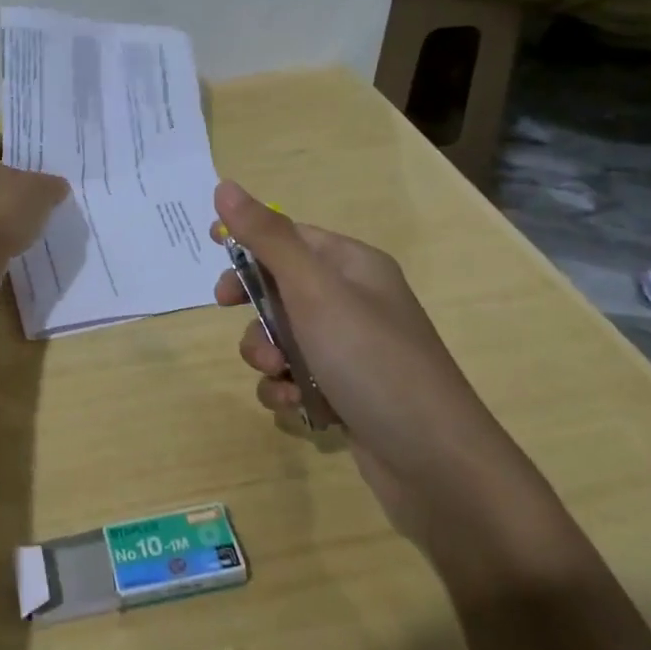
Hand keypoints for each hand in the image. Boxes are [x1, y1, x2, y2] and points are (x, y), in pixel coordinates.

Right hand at [212, 182, 529, 547]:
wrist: (437, 464)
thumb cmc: (372, 360)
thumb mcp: (314, 290)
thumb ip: (267, 238)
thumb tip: (224, 185)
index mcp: (353, 266)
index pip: (290, 236)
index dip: (250, 241)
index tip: (214, 251)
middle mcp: (353, 302)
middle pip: (281, 287)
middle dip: (254, 306)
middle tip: (227, 308)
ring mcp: (350, 350)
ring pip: (281, 336)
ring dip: (266, 354)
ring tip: (280, 374)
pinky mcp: (345, 393)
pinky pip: (295, 377)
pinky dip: (286, 389)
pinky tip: (296, 406)